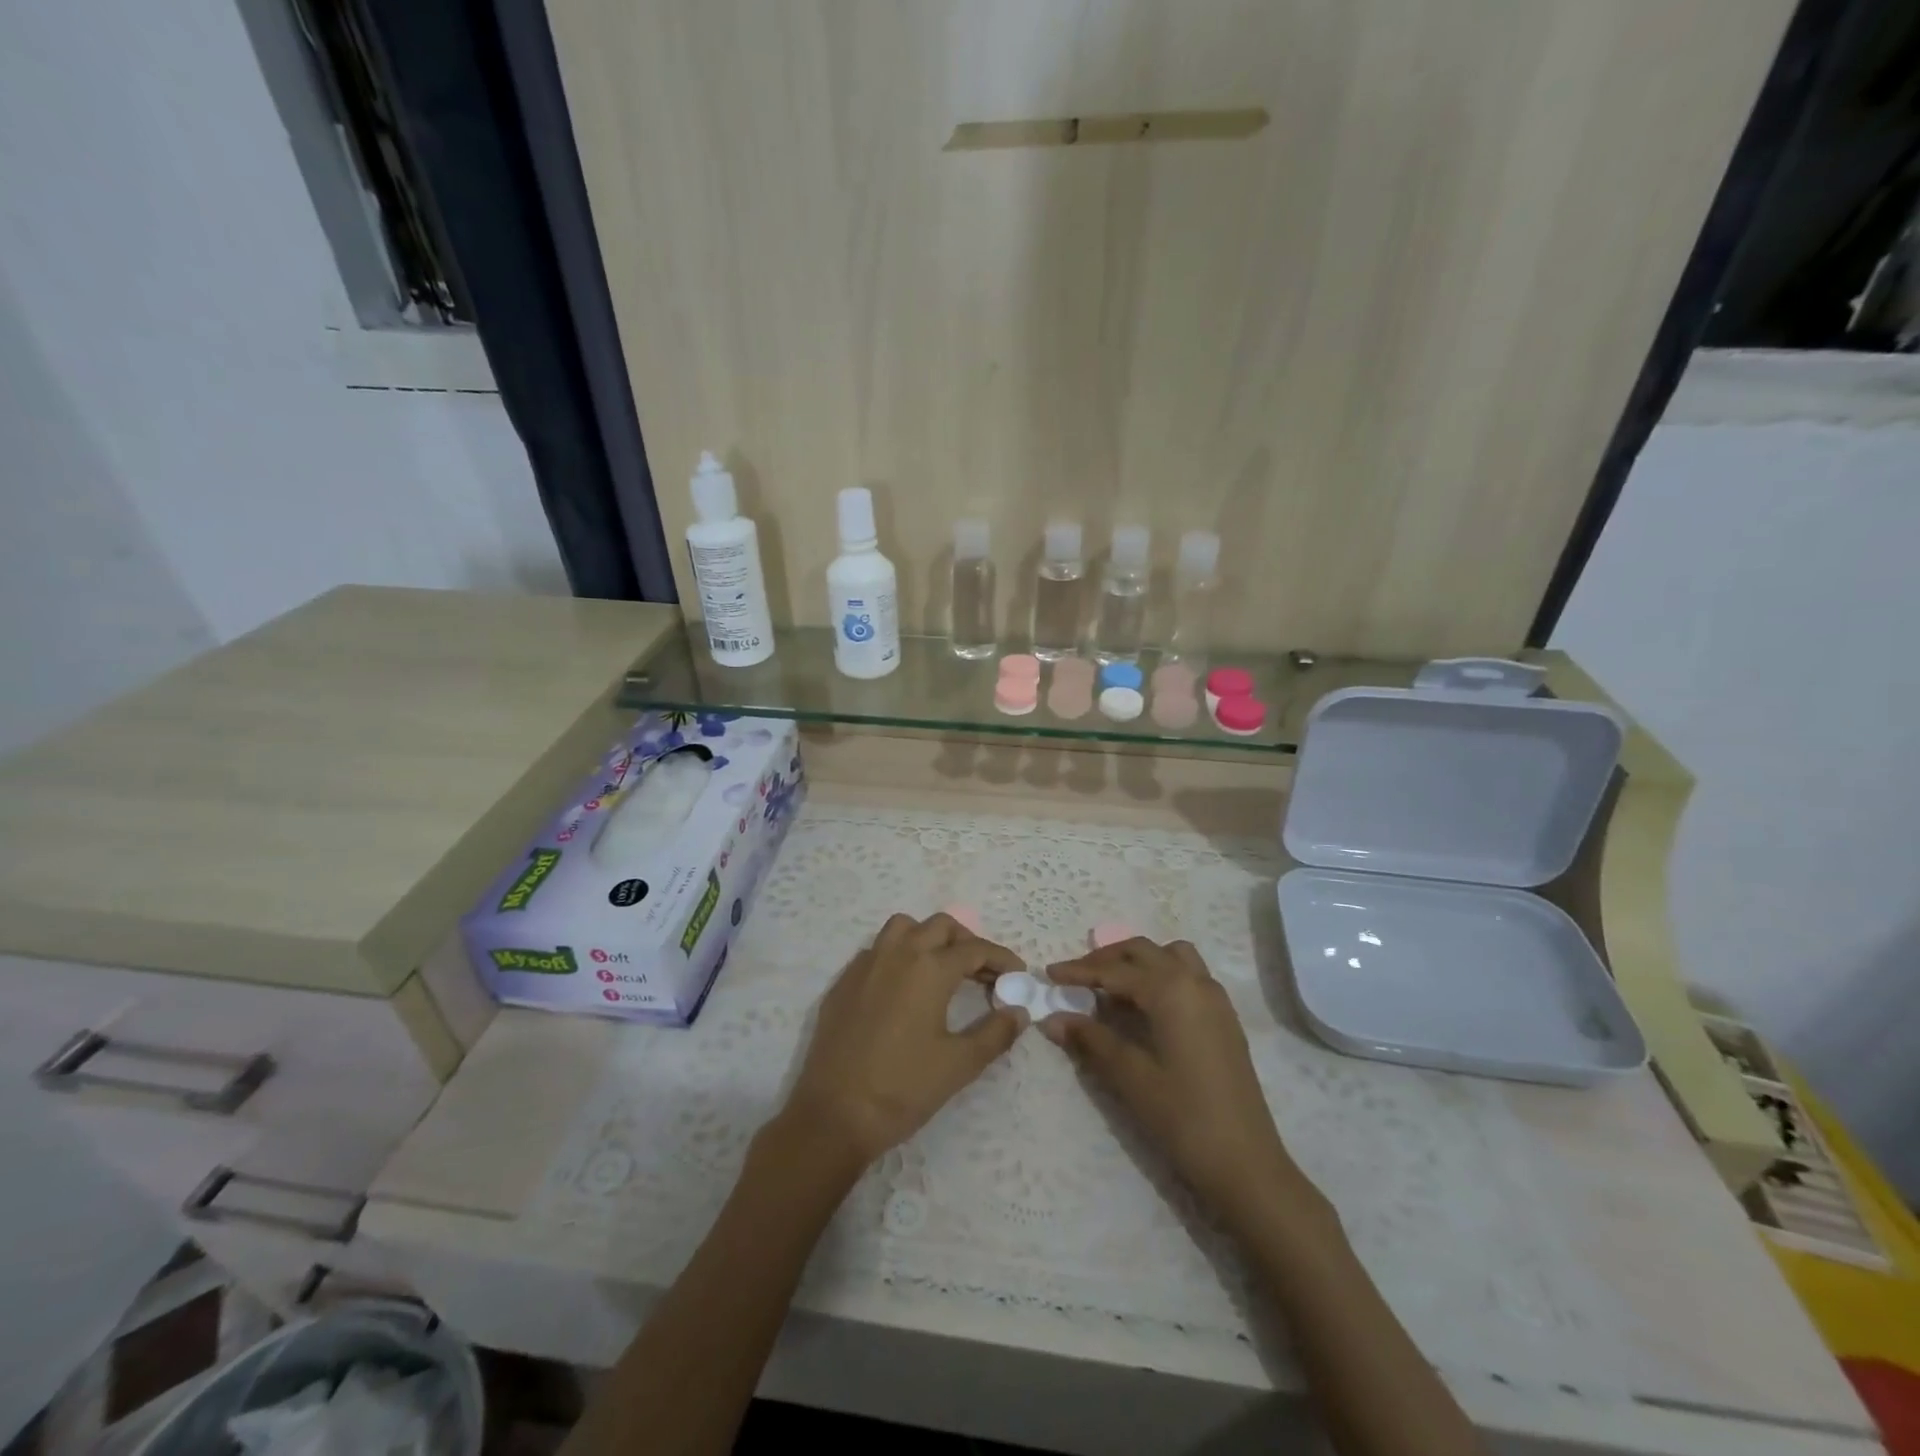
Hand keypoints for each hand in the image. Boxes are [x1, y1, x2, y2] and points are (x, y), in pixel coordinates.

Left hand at [780, 913, 1026, 1169]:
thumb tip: (1018, 1012)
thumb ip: (995, 1033)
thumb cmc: (903, 1087)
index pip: (975, 949)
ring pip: (903, 928)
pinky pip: (876, 950)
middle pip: (940, 926)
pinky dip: (898, 956)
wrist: (834, 1114)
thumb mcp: (960, 1064)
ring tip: (943, 969)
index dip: (1002, 959)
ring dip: (929, 938)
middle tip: (983, 972)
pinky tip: (904, 988)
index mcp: (929, 968)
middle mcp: (897, 953)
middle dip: (967, 942)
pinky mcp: (844, 982)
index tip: (1017, 975)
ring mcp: (865, 964)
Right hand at [1044, 938, 1314, 1221]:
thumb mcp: (1131, 1077)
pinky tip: (1145, 1005)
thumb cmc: (1184, 1118)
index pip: (1115, 970)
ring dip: (1138, 961)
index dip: (1079, 971)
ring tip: (1112, 985)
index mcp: (1172, 990)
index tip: (1048, 974)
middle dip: (1106, 959)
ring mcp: (1215, 998)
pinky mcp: (1224, 1018)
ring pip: (1171, 956)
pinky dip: (1161, 974)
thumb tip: (1051, 1018)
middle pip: (1143, 952)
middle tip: (1075, 978)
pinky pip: (1188, 975)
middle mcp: (1195, 982)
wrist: (1247, 1164)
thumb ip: (1091, 1040)